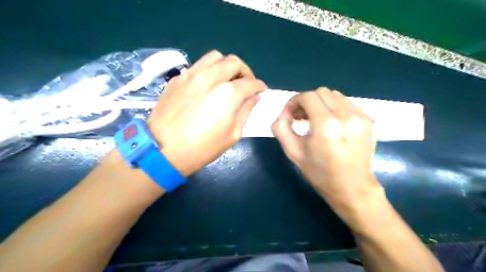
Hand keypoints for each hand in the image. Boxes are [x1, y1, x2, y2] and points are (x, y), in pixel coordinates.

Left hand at [148, 50, 265, 175]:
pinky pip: (198, 65)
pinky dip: (208, 70)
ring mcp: (192, 75)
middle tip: (246, 84)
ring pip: (215, 57)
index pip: (251, 83)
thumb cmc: (202, 148)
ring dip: (226, 66)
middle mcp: (211, 77)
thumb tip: (253, 98)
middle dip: (246, 71)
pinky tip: (207, 84)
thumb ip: (245, 112)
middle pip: (234, 62)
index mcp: (228, 94)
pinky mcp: (178, 78)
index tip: (261, 90)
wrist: (162, 150)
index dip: (259, 86)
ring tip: (227, 79)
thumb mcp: (232, 135)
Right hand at [272, 88, 385, 218]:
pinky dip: (335, 108)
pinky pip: (348, 104)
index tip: (290, 114)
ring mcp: (361, 117)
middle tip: (301, 117)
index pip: (307, 97)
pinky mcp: (369, 121)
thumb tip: (284, 113)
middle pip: (321, 92)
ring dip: (321, 103)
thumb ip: (281, 128)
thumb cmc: (319, 172)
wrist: (352, 187)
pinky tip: (332, 124)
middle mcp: (345, 116)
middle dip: (307, 101)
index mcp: (325, 125)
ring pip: (335, 95)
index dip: (294, 101)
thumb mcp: (292, 152)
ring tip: (316, 119)